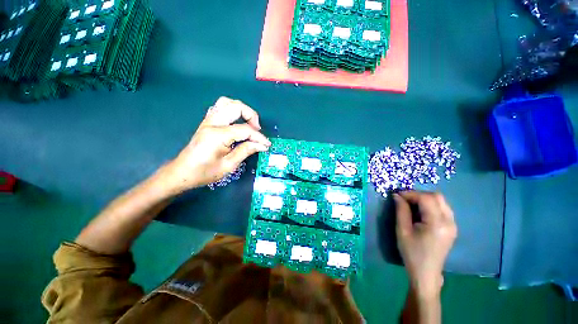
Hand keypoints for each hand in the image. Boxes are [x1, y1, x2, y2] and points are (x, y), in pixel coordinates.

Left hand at [162, 97, 270, 193]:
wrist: (182, 173)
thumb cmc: (205, 173)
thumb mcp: (229, 165)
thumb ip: (246, 151)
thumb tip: (262, 145)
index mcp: (218, 135)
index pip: (245, 130)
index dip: (259, 137)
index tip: (267, 145)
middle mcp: (212, 123)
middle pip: (236, 107)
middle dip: (252, 116)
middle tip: (257, 130)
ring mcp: (208, 121)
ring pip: (227, 103)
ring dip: (241, 110)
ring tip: (249, 123)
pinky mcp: (207, 122)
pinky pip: (220, 107)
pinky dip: (232, 110)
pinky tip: (237, 121)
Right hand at [393, 191, 456, 298]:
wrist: (426, 273)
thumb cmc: (412, 253)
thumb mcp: (402, 230)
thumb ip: (401, 210)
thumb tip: (397, 195)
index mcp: (437, 224)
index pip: (426, 198)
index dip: (410, 193)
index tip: (397, 195)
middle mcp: (449, 222)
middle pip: (437, 196)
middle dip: (418, 194)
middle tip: (404, 199)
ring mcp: (453, 225)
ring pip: (441, 201)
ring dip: (425, 199)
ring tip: (411, 204)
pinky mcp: (452, 227)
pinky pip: (442, 208)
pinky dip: (430, 205)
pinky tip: (420, 212)